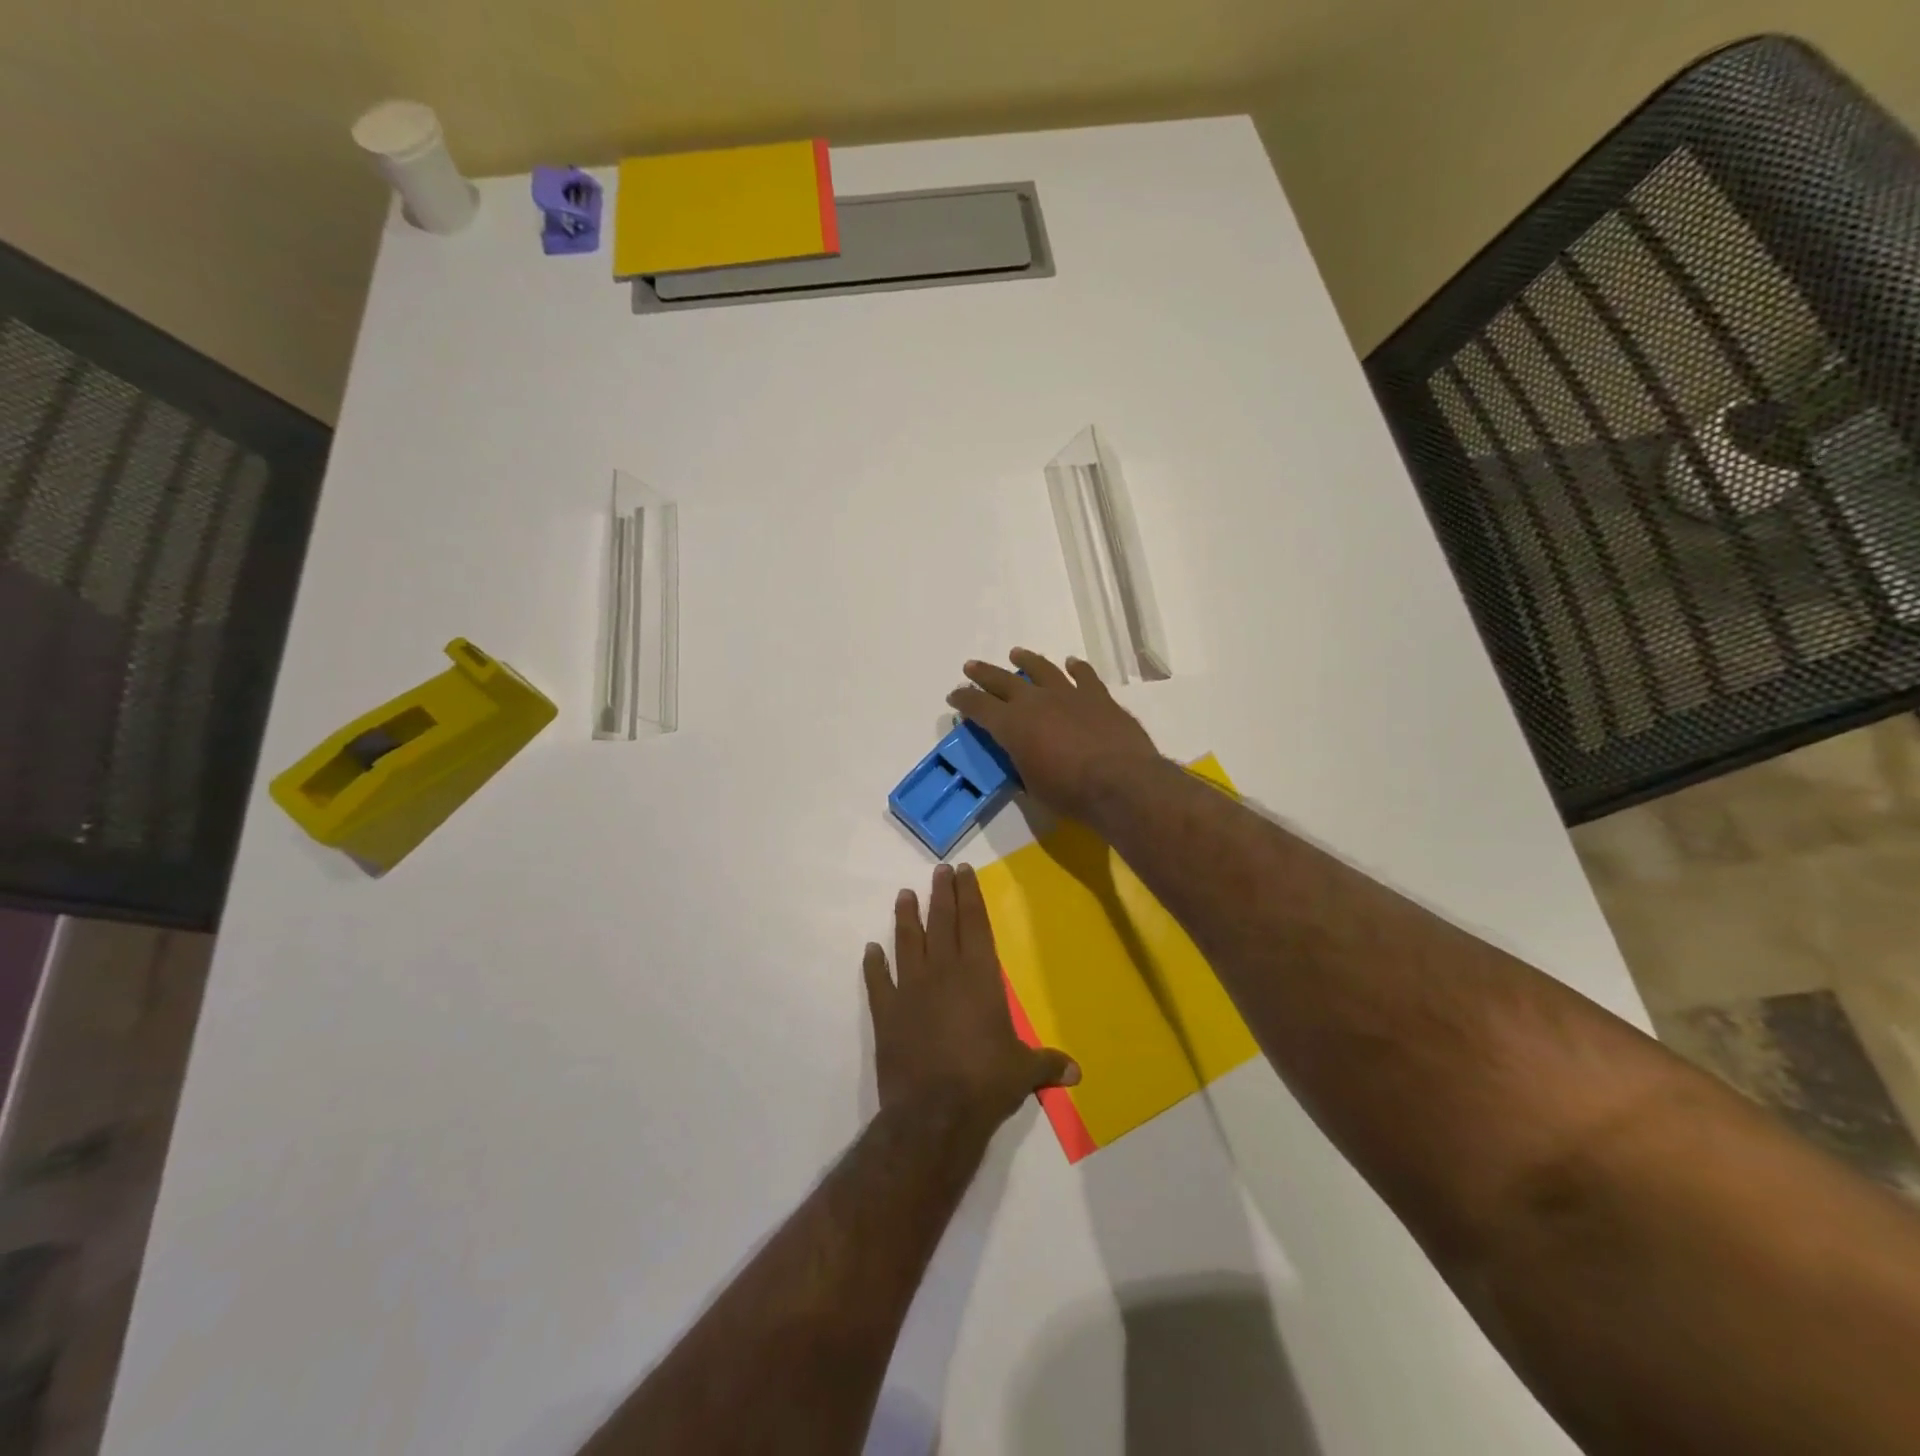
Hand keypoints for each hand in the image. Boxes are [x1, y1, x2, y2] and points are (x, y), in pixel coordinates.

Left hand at [863, 864, 1078, 1130]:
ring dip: (906, 918)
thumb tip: (1078, 1071)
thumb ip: (1047, 1063)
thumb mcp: (1023, 1071)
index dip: (969, 895)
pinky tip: (870, 950)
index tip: (963, 871)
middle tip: (939, 870)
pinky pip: (877, 981)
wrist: (933, 1113)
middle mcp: (943, 972)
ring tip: (904, 895)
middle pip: (941, 922)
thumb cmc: (985, 1083)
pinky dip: (873, 965)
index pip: (974, 923)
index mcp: (979, 976)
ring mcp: (910, 989)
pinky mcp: (886, 1013)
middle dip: (942, 894)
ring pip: (907, 942)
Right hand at [947, 649, 1162, 823]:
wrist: (1120, 782)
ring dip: (1027, 661)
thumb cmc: (1069, 792)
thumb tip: (1022, 756)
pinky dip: (1076, 668)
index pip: (979, 707)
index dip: (964, 700)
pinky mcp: (1098, 696)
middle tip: (971, 667)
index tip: (955, 696)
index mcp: (1012, 725)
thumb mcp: (1032, 785)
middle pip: (1003, 680)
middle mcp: (1036, 701)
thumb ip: (1022, 763)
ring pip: (1042, 669)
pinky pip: (1084, 675)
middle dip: (984, 674)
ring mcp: (1069, 694)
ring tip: (1017, 653)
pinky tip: (1072, 663)